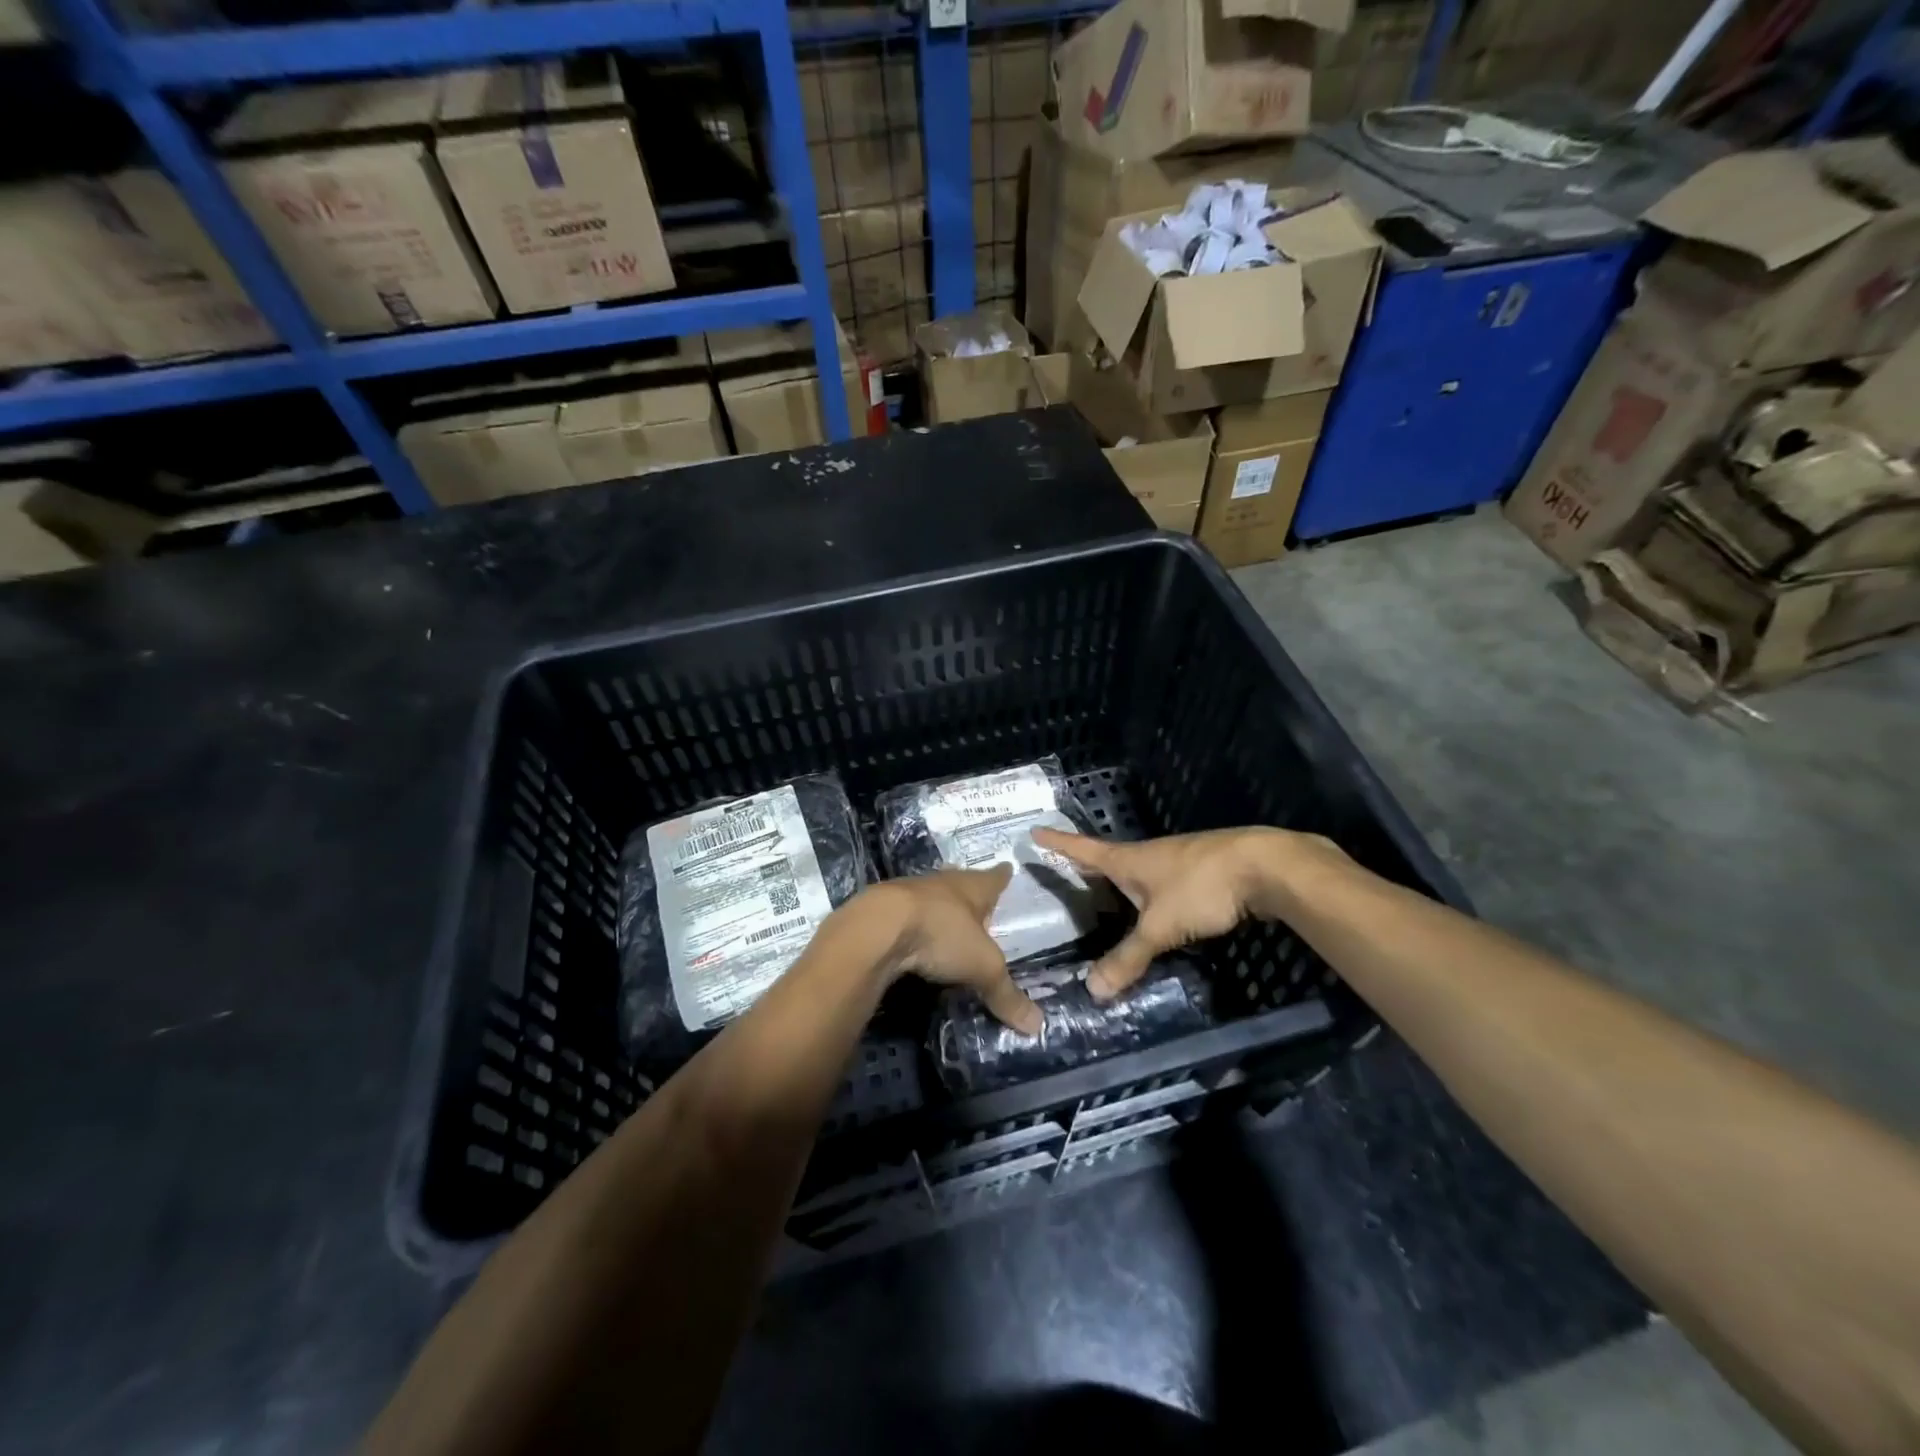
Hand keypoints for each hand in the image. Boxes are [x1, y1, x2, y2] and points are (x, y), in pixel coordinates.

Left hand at [867, 867, 1041, 1034]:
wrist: (878, 927)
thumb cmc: (941, 934)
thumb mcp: (982, 968)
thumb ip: (1006, 995)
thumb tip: (1037, 1026)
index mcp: (973, 887)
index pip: (994, 879)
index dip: (1002, 877)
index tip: (1007, 869)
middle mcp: (943, 883)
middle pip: (961, 884)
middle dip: (970, 892)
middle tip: (978, 901)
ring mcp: (910, 893)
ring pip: (932, 896)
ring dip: (940, 906)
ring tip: (948, 918)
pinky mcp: (883, 910)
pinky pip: (906, 914)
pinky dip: (914, 923)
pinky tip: (914, 936)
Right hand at [1030, 827, 1298, 999]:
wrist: (1263, 866)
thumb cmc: (1200, 887)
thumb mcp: (1160, 927)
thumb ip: (1129, 957)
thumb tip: (1093, 990)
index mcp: (1128, 859)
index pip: (1082, 849)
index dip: (1057, 843)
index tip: (1034, 831)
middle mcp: (1148, 855)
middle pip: (1108, 857)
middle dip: (1085, 863)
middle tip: (1063, 866)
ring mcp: (1176, 860)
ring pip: (1138, 869)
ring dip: (1119, 878)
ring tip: (1104, 890)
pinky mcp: (1201, 871)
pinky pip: (1162, 880)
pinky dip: (1148, 891)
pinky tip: (1153, 905)